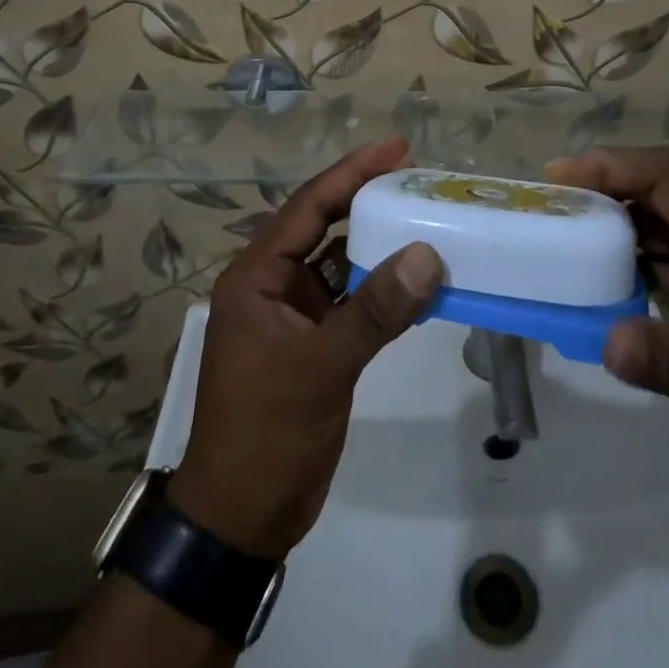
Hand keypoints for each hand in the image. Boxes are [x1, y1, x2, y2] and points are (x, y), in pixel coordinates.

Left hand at [169, 138, 444, 559]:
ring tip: (423, 216)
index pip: (308, 206)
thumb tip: (427, 256)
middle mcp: (272, 285)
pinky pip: (351, 299)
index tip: (396, 147)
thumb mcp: (319, 368)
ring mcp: (293, 315)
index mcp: (256, 277)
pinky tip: (416, 278)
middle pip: (324, 225)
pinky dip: (381, 287)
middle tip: (416, 176)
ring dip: (378, 243)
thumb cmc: (265, 434)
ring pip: (341, 262)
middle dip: (366, 198)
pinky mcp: (313, 343)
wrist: (241, 519)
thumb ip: (374, 312)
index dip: (351, 172)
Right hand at [546, 148, 668, 500]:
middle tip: (554, 205)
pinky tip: (619, 271)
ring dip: (622, 213)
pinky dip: (644, 245)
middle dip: (606, 184)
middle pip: (664, 182)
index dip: (610, 166)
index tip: (559, 177)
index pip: (667, 177)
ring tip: (573, 232)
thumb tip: (605, 339)